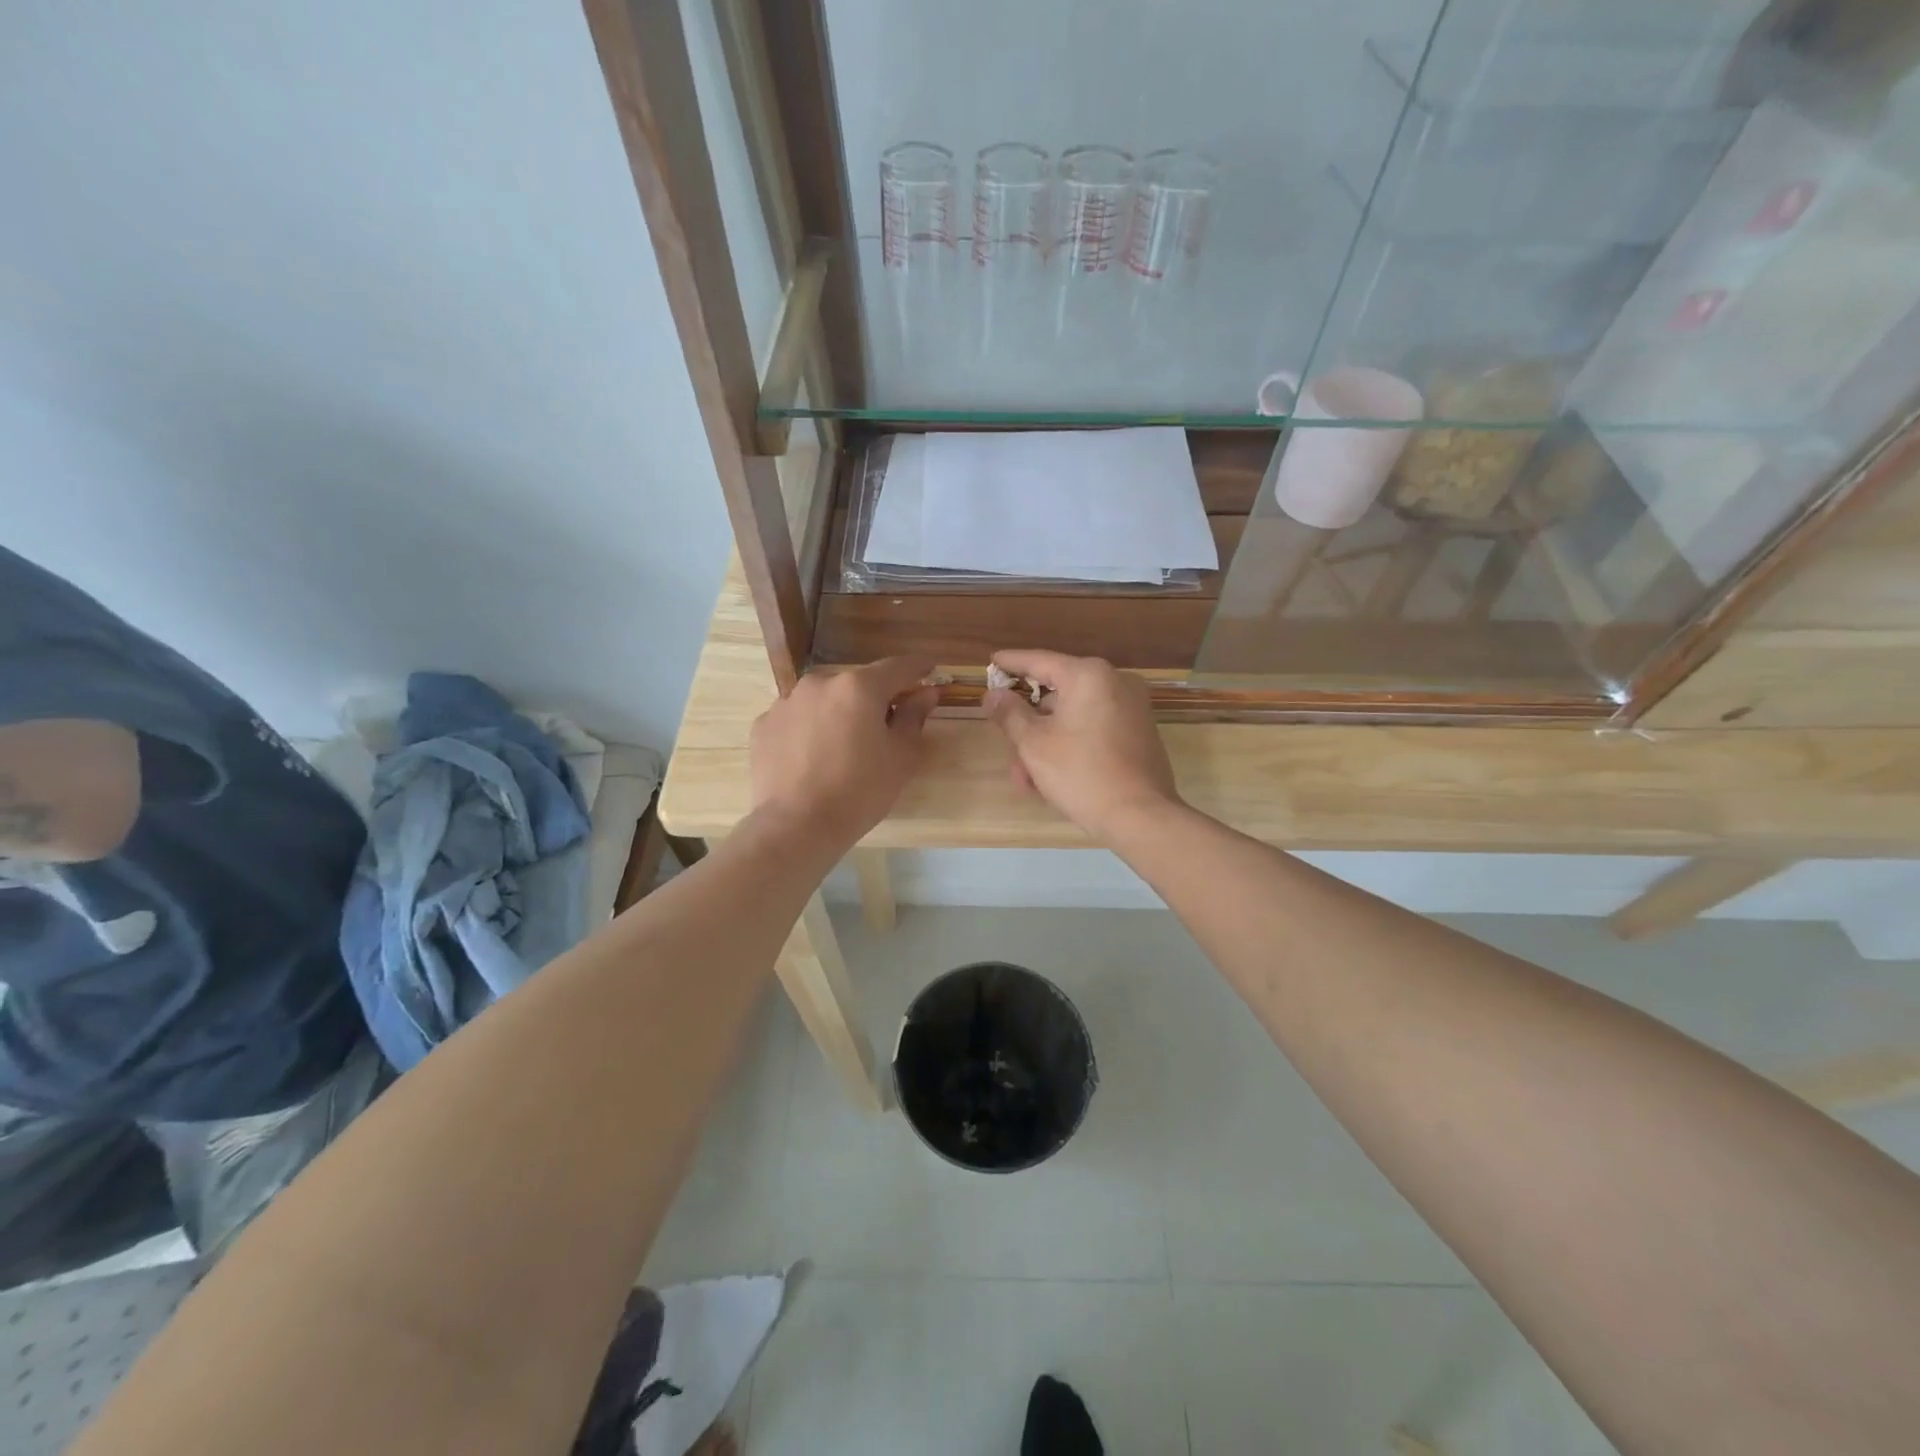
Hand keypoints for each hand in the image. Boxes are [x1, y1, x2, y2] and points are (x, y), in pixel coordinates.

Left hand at [749, 656, 938, 852]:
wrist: (796, 826)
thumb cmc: (859, 792)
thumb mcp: (901, 757)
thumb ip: (914, 717)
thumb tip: (926, 693)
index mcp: (859, 687)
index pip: (897, 667)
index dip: (918, 667)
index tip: (930, 668)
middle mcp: (820, 683)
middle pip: (857, 684)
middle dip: (874, 698)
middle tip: (885, 725)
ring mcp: (787, 702)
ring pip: (824, 700)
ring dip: (839, 713)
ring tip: (844, 746)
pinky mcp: (764, 725)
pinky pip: (798, 719)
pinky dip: (810, 729)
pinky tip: (813, 757)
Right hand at [984, 650, 1180, 843]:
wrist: (1141, 816)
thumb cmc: (1081, 774)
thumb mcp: (1034, 744)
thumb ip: (1010, 714)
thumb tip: (993, 695)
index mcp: (1088, 675)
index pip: (1039, 661)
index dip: (1011, 663)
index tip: (991, 662)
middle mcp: (1115, 681)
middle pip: (1057, 693)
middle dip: (1028, 723)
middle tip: (1005, 742)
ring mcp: (1132, 707)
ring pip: (1074, 716)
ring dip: (1046, 741)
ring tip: (1025, 778)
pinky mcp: (1140, 731)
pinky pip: (1094, 728)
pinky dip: (1071, 744)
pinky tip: (1051, 776)